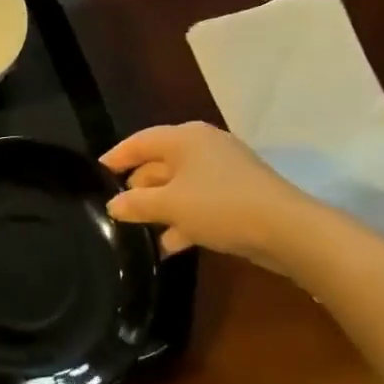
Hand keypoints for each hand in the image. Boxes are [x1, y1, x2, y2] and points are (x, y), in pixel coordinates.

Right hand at [102, 122, 319, 271]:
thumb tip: (113, 205)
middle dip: (138, 187)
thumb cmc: (220, 206)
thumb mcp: (170, 206)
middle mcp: (203, 148)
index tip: (95, 173)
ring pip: (180, 186)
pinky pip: (200, 203)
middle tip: (116, 209)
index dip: (116, 157)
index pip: (140, 141)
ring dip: (160, 208)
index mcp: (185, 138)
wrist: (287, 230)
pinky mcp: (238, 196)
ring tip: (138, 231)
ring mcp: (224, 172)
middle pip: (160, 163)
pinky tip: (169, 245)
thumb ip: (136, 204)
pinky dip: (183, 220)